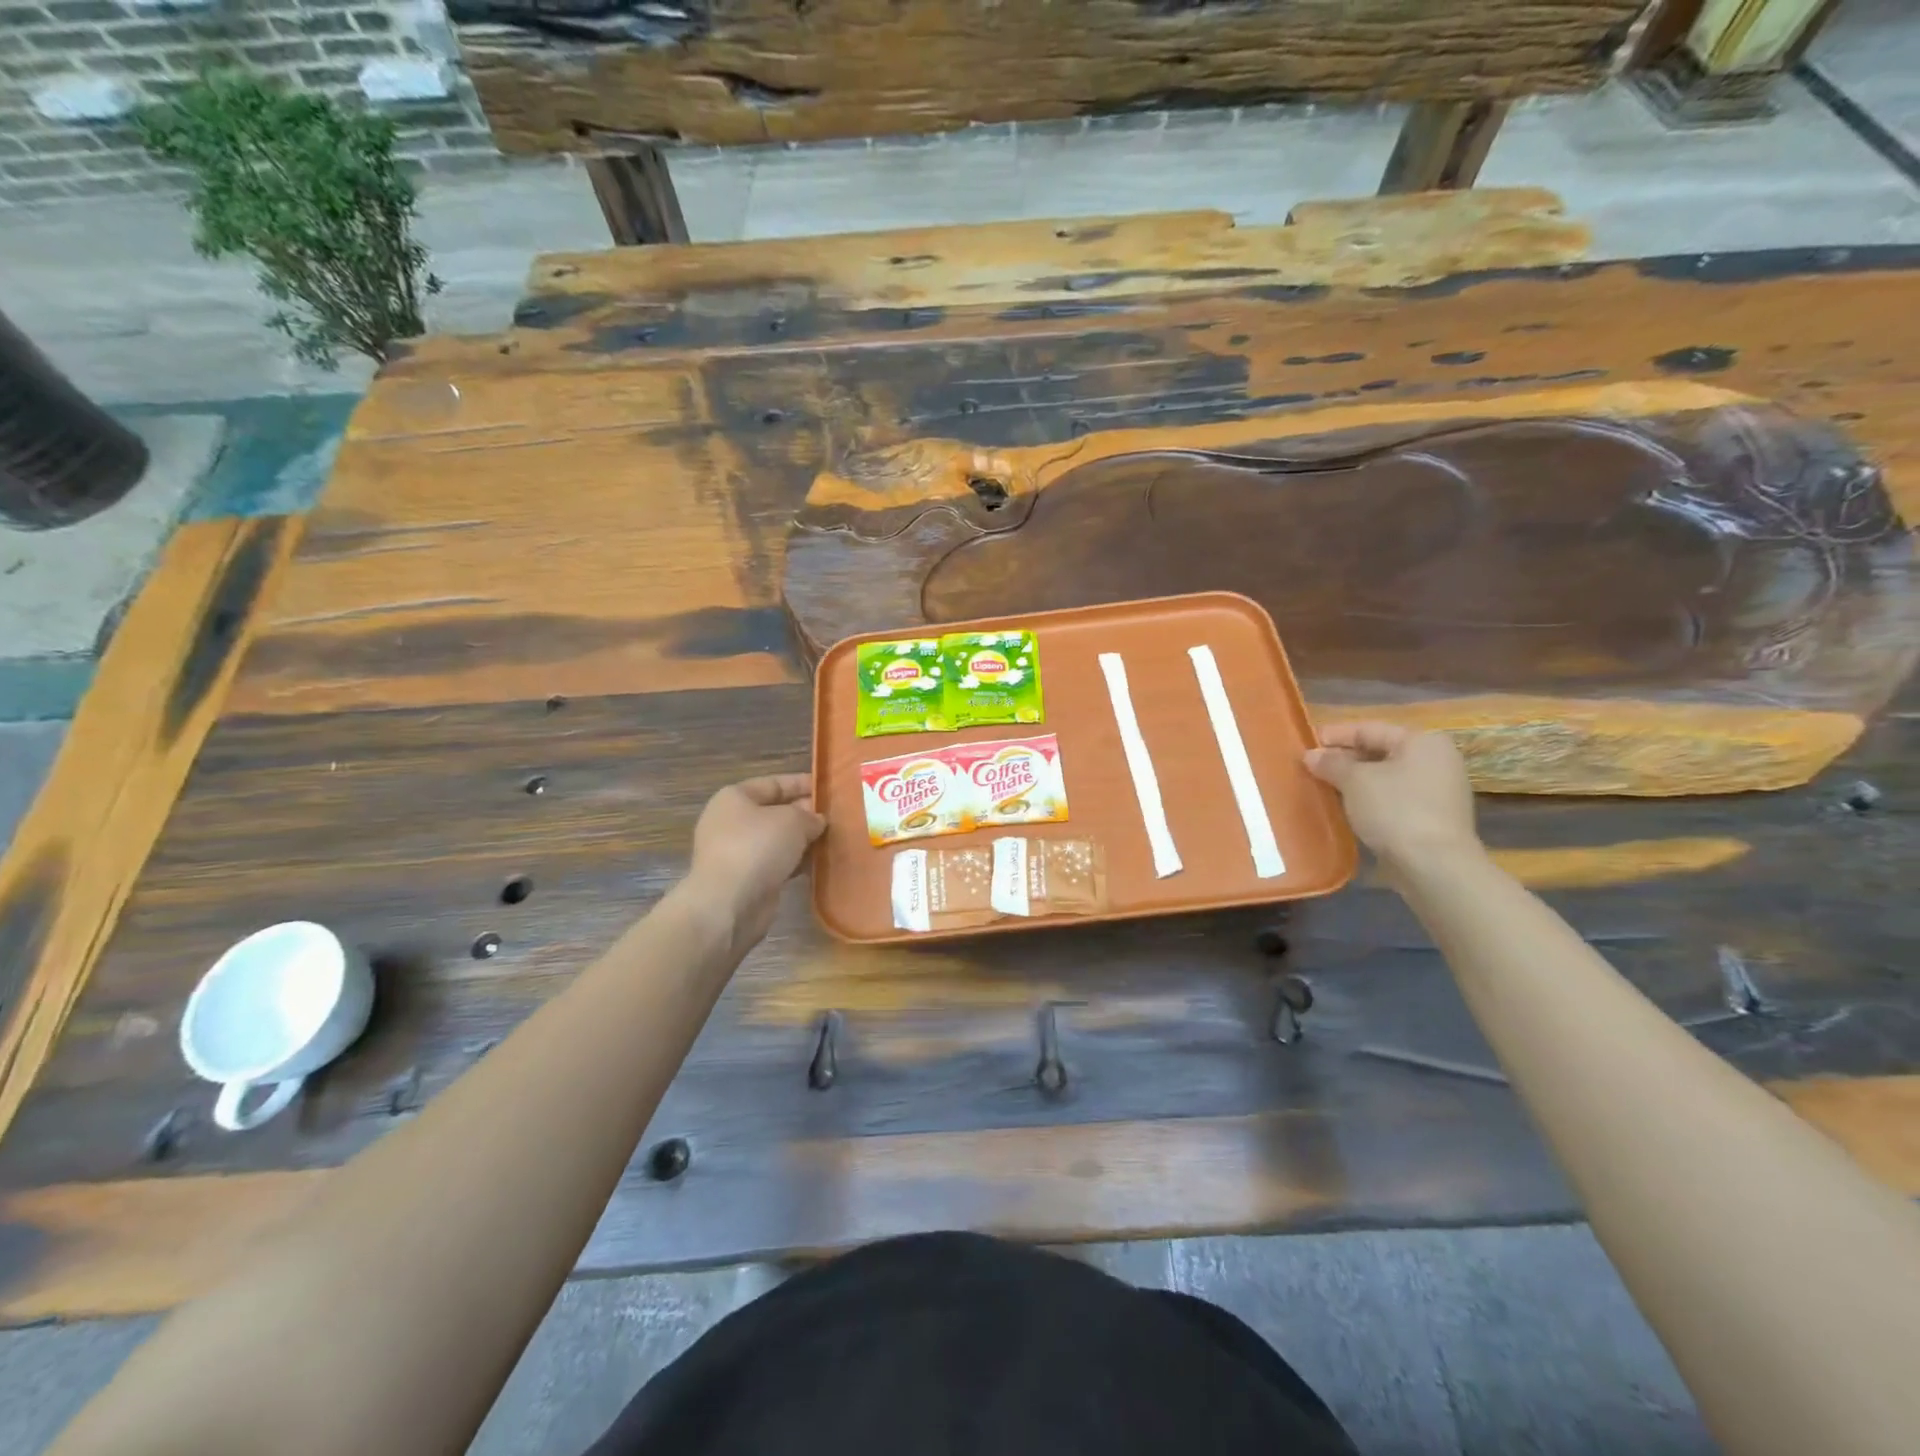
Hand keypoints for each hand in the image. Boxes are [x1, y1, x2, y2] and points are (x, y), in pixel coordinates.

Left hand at [685, 774, 825, 953]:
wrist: (729, 903)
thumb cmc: (757, 847)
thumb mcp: (792, 820)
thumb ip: (809, 815)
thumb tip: (816, 821)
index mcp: (735, 798)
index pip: (774, 784)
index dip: (802, 784)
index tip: (829, 788)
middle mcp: (731, 822)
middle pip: (775, 811)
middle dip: (805, 814)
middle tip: (837, 817)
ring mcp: (737, 852)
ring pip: (777, 840)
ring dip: (803, 841)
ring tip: (833, 840)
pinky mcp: (746, 879)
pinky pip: (776, 863)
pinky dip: (795, 863)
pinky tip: (819, 864)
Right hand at [1304, 722, 1479, 873]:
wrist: (1435, 865)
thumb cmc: (1395, 810)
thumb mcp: (1355, 781)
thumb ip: (1331, 763)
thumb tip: (1311, 756)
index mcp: (1422, 741)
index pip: (1370, 729)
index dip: (1335, 735)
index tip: (1306, 744)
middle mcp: (1436, 760)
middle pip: (1380, 752)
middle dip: (1344, 759)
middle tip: (1311, 767)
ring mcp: (1438, 791)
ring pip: (1386, 777)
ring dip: (1355, 781)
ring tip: (1323, 787)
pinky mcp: (1433, 818)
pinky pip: (1394, 799)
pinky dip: (1369, 799)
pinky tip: (1347, 808)